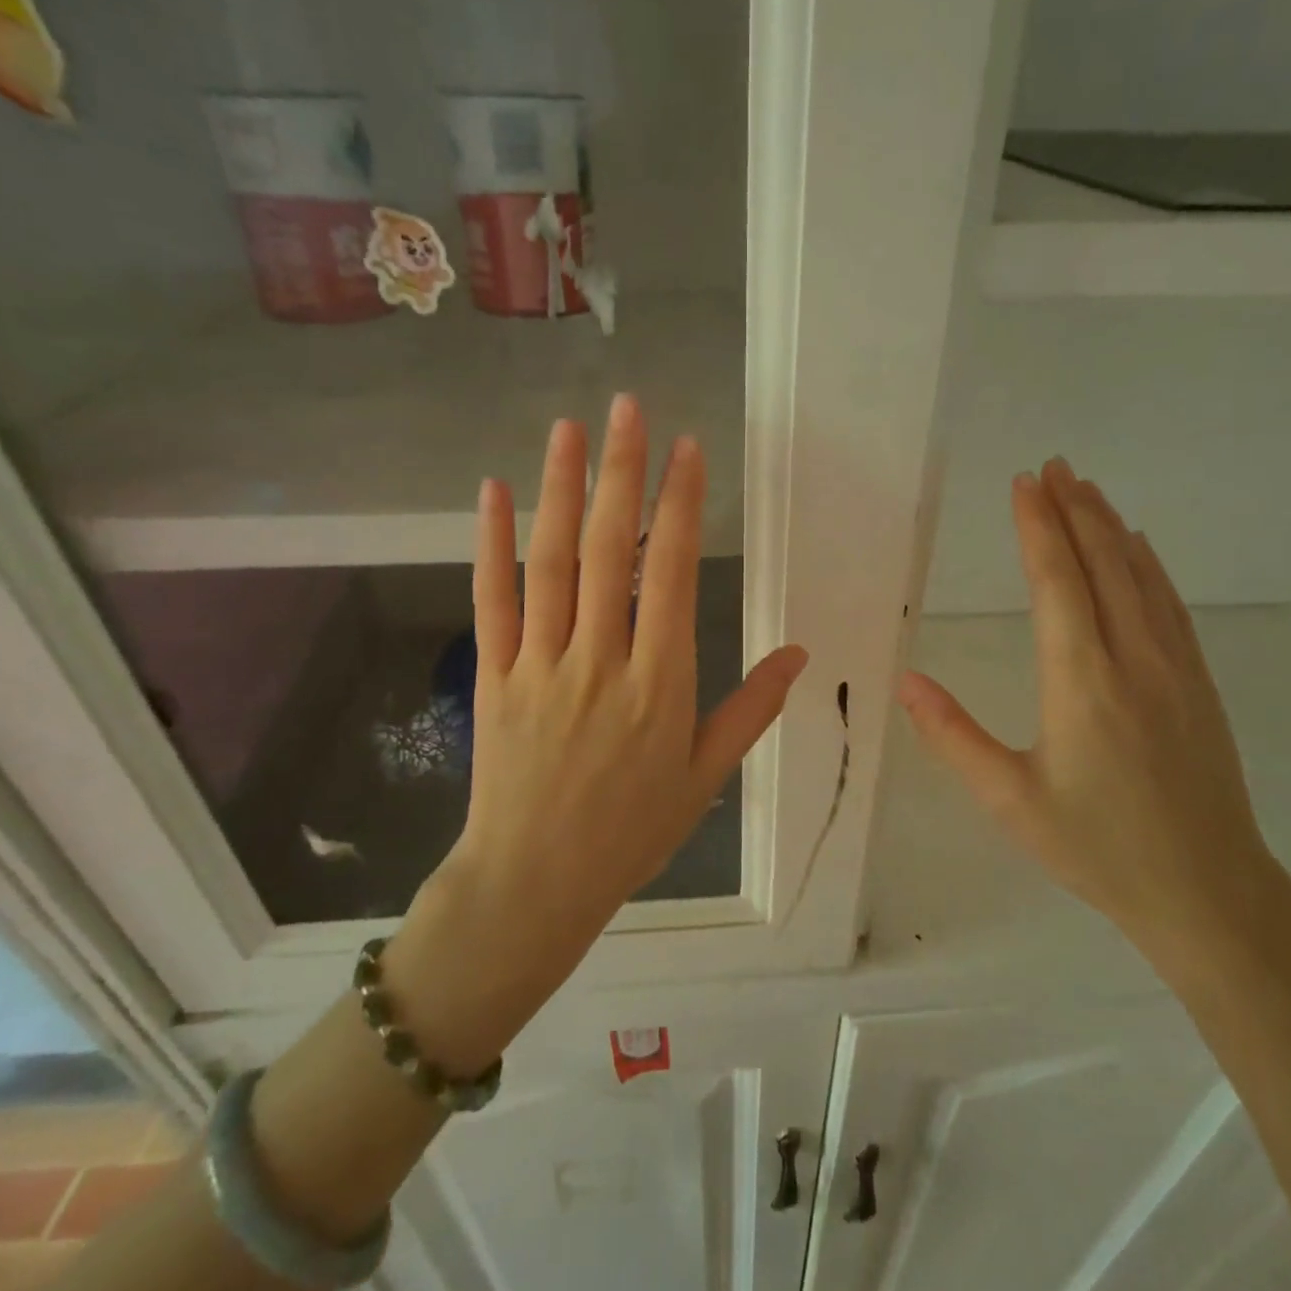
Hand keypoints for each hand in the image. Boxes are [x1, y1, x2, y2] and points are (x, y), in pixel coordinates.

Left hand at [390, 397, 807, 1068]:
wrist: (535, 882)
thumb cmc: (632, 831)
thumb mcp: (705, 775)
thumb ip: (752, 709)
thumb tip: (800, 654)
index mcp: (659, 683)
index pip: (669, 573)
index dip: (679, 506)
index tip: (687, 450)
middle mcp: (599, 660)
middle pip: (608, 551)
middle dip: (621, 473)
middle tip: (628, 408)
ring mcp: (539, 664)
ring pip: (550, 563)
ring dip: (559, 490)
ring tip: (569, 430)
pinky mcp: (493, 675)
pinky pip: (491, 600)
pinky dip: (490, 544)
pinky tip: (492, 494)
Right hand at [897, 458, 1290, 975]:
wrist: (1208, 892)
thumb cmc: (1096, 848)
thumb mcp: (1009, 800)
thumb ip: (953, 736)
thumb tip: (905, 680)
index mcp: (1082, 683)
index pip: (1057, 584)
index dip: (1038, 528)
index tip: (1023, 483)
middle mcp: (1133, 660)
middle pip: (1103, 565)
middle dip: (1073, 511)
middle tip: (1052, 466)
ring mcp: (1175, 668)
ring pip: (1141, 577)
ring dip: (1110, 528)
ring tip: (1085, 489)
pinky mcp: (1198, 683)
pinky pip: (1170, 605)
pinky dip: (1149, 565)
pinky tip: (1139, 548)